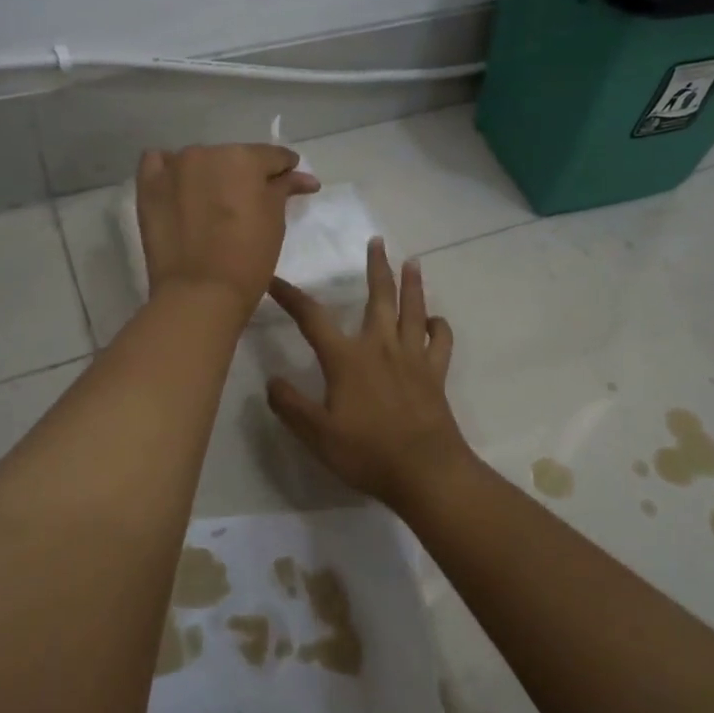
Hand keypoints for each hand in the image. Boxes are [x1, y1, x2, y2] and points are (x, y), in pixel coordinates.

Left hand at [136, 144, 318, 311]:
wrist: (200, 293)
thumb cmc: (248, 258)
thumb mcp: (275, 221)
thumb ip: (284, 189)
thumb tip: (303, 177)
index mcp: (244, 158)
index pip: (272, 156)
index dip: (285, 168)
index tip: (290, 180)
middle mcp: (207, 153)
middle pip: (233, 157)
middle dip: (244, 175)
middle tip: (249, 201)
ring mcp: (173, 167)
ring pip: (199, 161)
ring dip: (209, 174)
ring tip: (213, 201)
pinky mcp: (148, 186)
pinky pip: (158, 163)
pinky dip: (172, 172)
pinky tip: (179, 187)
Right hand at [265, 237, 471, 506]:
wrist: (425, 471)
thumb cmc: (367, 452)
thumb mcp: (316, 435)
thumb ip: (291, 406)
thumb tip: (271, 381)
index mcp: (347, 358)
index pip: (312, 318)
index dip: (291, 297)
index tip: (275, 280)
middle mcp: (381, 347)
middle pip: (379, 297)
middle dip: (375, 268)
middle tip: (377, 241)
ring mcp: (413, 358)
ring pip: (413, 310)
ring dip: (413, 284)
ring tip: (412, 262)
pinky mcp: (435, 373)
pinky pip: (442, 341)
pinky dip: (440, 327)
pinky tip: (436, 321)